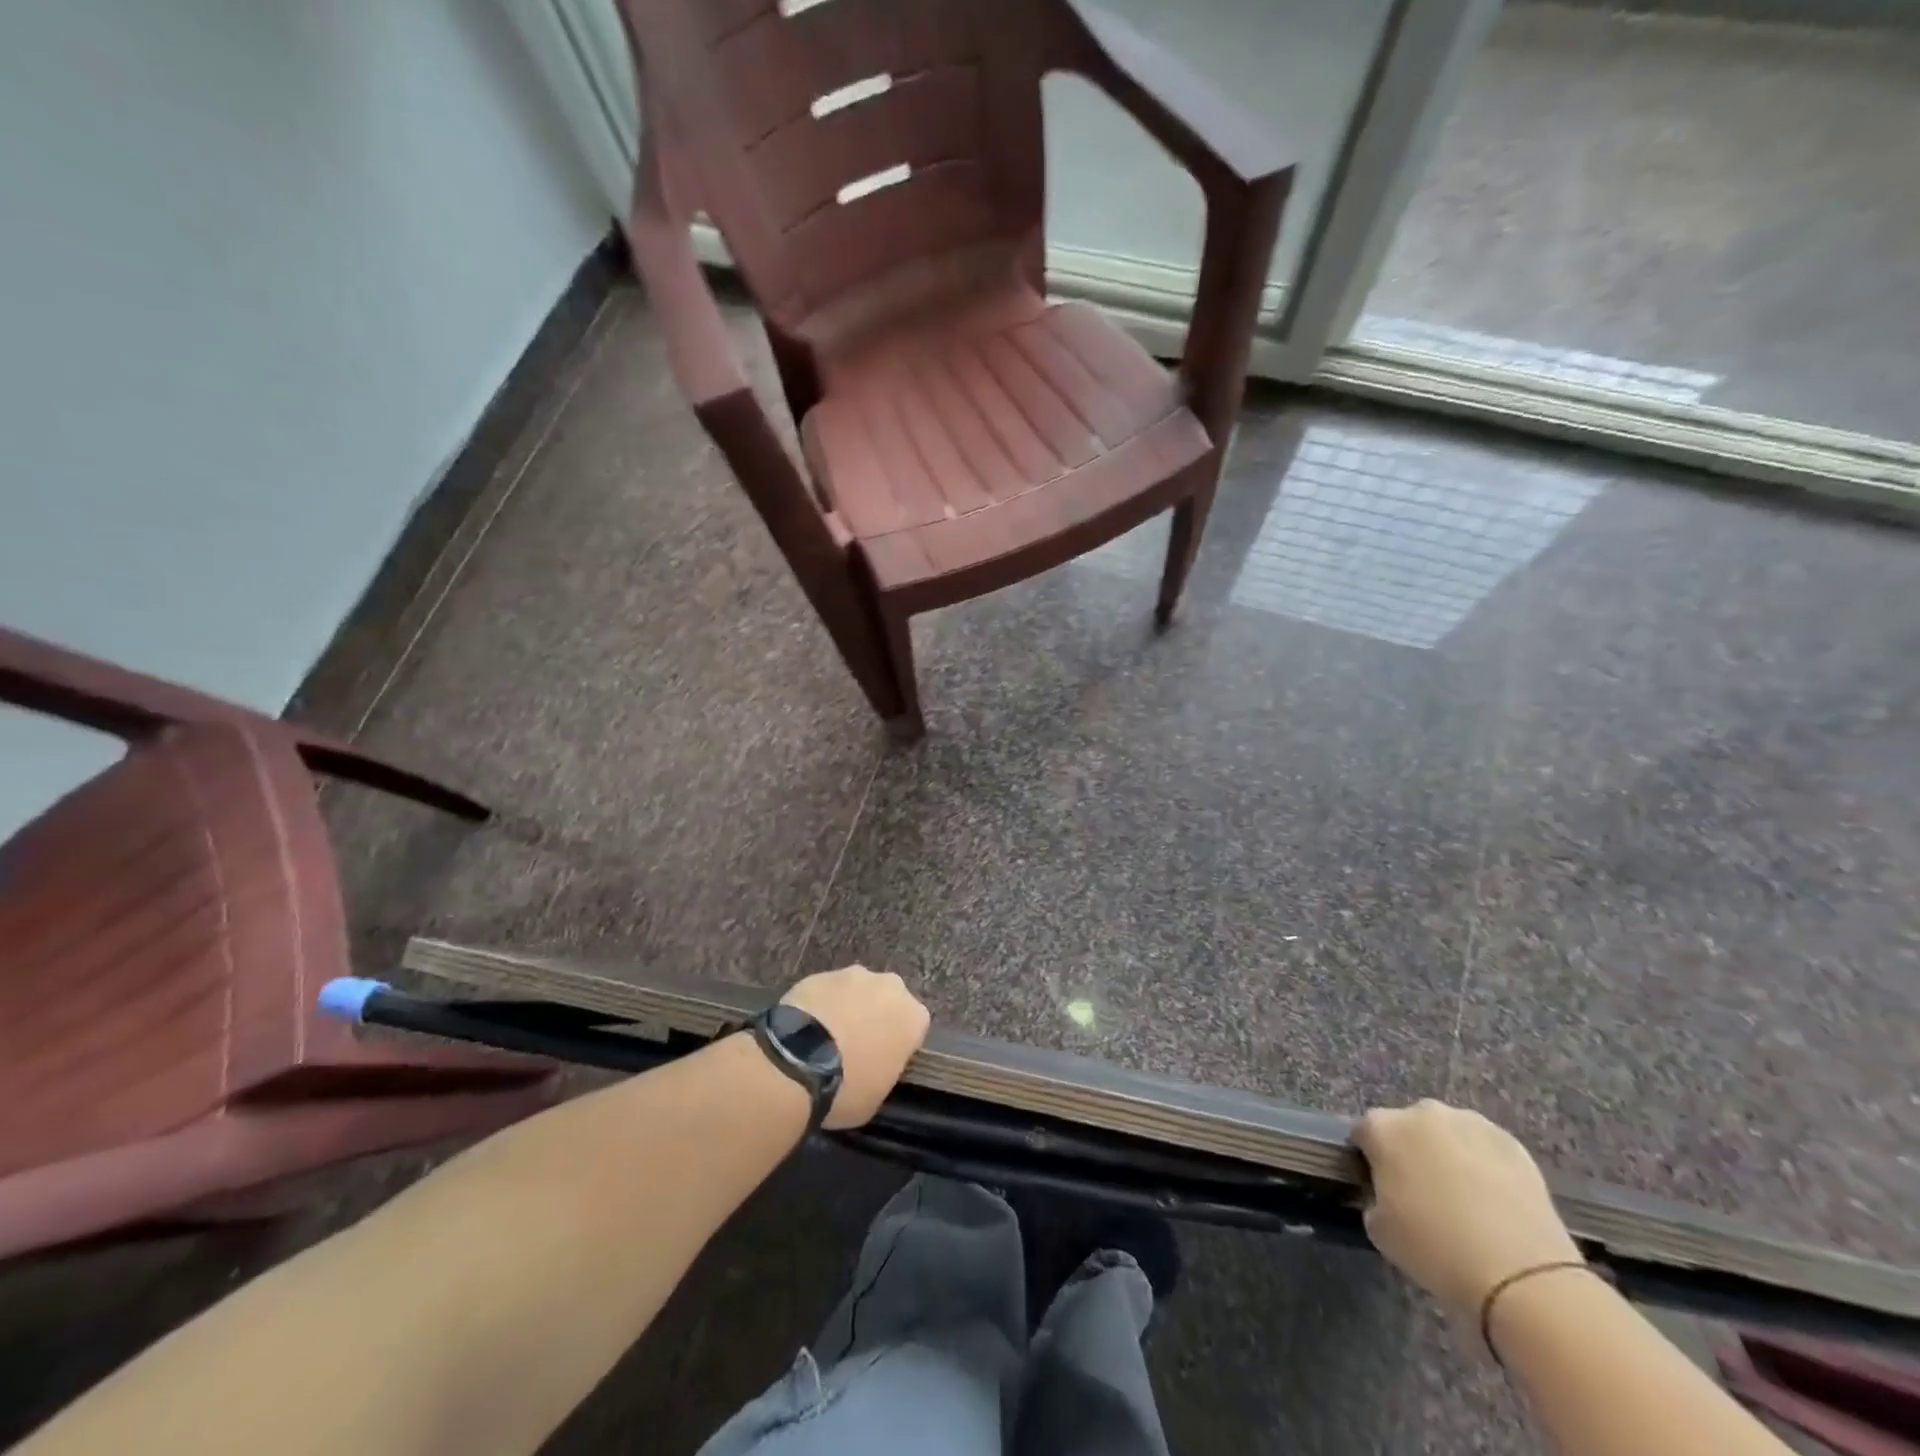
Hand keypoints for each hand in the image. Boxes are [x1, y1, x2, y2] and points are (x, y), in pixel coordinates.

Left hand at [781, 965, 929, 1128]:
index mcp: (914, 1017)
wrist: (798, 1061)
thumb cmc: (848, 1087)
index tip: (882, 1062)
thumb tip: (873, 1065)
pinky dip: (821, 1005)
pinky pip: (827, 991)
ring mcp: (854, 975)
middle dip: (875, 1017)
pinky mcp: (820, 974)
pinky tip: (805, 1028)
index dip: (897, 1045)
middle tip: (854, 1046)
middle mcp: (891, 987)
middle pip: (887, 1001)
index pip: (914, 1028)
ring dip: (847, 1007)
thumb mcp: (878, 1096)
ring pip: (856, 991)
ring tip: (825, 1037)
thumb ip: (885, 1070)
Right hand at [1354, 1099, 1582, 1323]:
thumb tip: (1387, 1195)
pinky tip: (1494, 1201)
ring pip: (1448, 1133)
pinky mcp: (1512, 1142)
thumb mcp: (1381, 1230)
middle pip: (1407, 1127)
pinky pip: (1485, 1148)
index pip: (1364, 1133)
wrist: (1521, 1276)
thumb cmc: (1436, 1250)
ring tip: (1466, 1198)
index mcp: (1382, 1127)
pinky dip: (1485, 1165)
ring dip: (1449, 1154)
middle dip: (1410, 1151)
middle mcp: (1422, 1113)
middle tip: (1423, 1193)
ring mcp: (1470, 1123)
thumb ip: (1374, 1199)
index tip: (1382, 1187)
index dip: (1371, 1160)